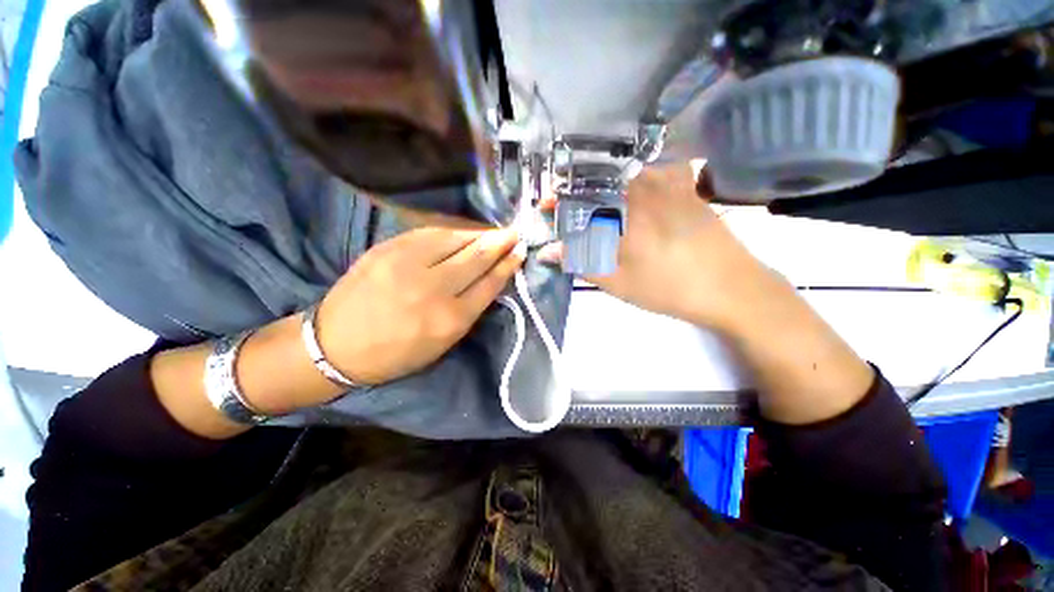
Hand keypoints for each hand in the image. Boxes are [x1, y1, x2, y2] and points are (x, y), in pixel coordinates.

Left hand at [317, 226, 525, 384]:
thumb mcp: (443, 343)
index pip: (489, 283)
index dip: (507, 265)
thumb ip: (469, 310)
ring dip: (478, 233)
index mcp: (450, 320)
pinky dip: (450, 230)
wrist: (336, 346)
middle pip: (476, 258)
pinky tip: (462, 231)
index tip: (519, 252)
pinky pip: (429, 233)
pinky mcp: (387, 250)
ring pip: (454, 239)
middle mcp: (433, 289)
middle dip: (499, 243)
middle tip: (514, 233)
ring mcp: (408, 265)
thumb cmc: (397, 353)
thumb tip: (490, 280)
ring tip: (492, 231)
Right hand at [540, 165, 769, 331]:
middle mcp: (645, 185)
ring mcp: (669, 183)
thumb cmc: (668, 286)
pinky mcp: (687, 189)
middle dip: (579, 193)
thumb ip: (579, 262)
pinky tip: (634, 197)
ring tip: (598, 206)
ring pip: (625, 174)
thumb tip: (547, 252)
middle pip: (600, 179)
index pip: (579, 196)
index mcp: (625, 208)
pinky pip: (654, 173)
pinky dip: (636, 180)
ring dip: (605, 186)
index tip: (547, 206)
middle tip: (571, 211)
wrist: (731, 287)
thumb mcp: (617, 281)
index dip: (560, 200)